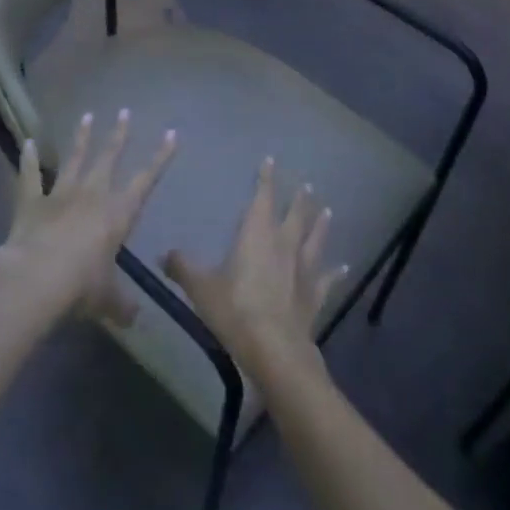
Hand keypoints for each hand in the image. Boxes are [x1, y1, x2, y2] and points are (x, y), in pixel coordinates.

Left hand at [0, 111, 175, 323]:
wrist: (37, 278)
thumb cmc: (81, 286)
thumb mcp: (108, 300)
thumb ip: (121, 305)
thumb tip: (133, 317)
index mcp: (118, 214)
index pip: (146, 180)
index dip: (160, 157)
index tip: (171, 133)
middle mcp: (92, 195)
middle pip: (108, 158)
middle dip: (118, 135)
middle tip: (124, 112)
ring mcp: (60, 194)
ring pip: (73, 159)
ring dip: (80, 138)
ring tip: (86, 116)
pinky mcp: (31, 201)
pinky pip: (30, 176)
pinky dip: (29, 159)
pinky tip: (28, 142)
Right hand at [164, 158, 347, 379]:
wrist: (275, 348)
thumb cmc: (235, 310)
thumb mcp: (201, 288)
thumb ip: (183, 268)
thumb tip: (164, 254)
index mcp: (257, 234)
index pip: (263, 198)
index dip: (266, 179)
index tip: (270, 161)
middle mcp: (284, 244)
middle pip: (295, 215)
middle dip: (298, 199)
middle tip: (306, 185)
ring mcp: (304, 269)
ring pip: (315, 239)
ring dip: (320, 224)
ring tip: (327, 210)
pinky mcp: (315, 295)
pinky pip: (328, 278)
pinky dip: (336, 272)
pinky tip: (345, 267)